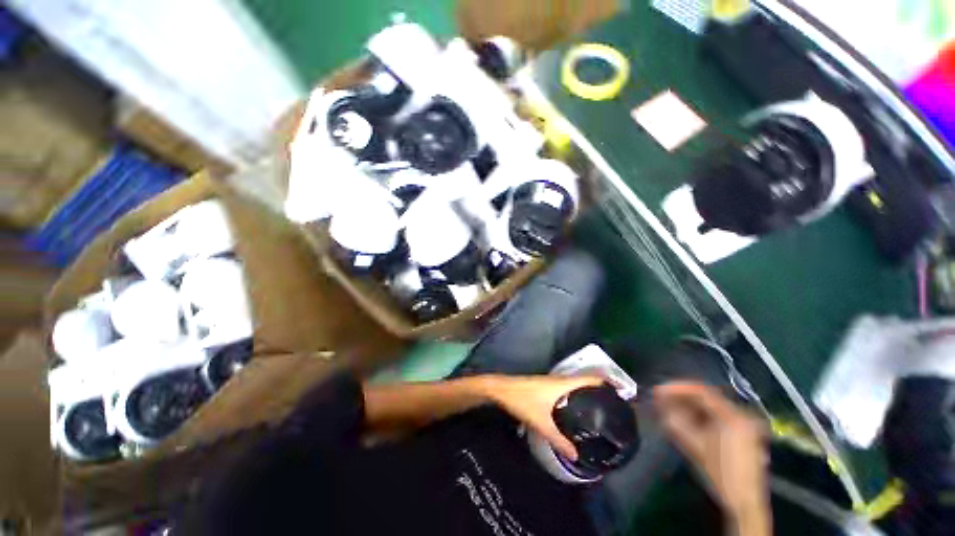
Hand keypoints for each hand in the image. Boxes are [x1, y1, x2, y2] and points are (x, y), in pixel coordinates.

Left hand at [485, 375, 604, 460]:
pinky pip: (566, 388)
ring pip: (574, 384)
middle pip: (584, 380)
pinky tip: (575, 408)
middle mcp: (559, 379)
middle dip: (599, 388)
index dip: (606, 381)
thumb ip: (558, 439)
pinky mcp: (545, 385)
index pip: (589, 378)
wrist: (501, 388)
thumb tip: (576, 455)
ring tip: (599, 407)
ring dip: (586, 391)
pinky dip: (575, 394)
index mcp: (562, 383)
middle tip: (613, 404)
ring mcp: (551, 381)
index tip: (622, 391)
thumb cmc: (522, 401)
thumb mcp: (541, 422)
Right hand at [654, 382, 770, 533]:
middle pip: (706, 398)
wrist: (745, 502)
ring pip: (711, 408)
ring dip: (689, 407)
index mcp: (733, 416)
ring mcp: (744, 425)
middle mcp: (742, 415)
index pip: (701, 392)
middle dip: (681, 398)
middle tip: (660, 399)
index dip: (677, 389)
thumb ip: (676, 422)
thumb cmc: (720, 473)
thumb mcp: (695, 447)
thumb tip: (660, 403)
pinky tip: (685, 420)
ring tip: (669, 409)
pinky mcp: (742, 434)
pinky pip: (717, 418)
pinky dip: (699, 417)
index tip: (658, 390)